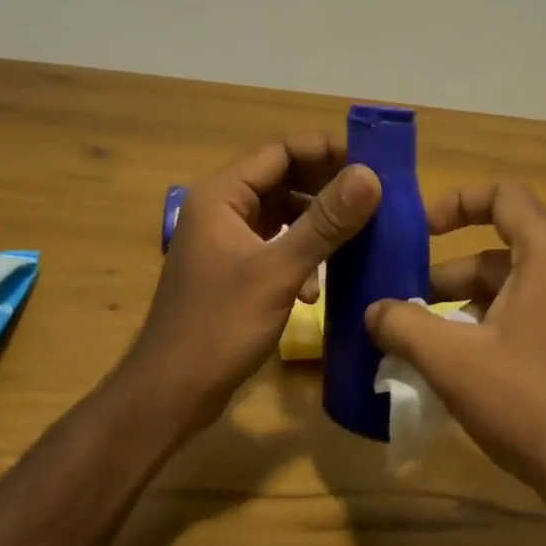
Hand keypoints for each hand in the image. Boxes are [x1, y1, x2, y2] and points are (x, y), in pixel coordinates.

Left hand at [127, 135, 380, 434]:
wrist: (171, 393)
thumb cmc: (219, 326)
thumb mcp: (278, 271)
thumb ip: (325, 223)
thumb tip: (370, 176)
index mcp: (222, 195)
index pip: (280, 151)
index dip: (326, 151)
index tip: (372, 164)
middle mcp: (221, 209)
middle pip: (283, 179)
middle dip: (327, 189)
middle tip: (375, 200)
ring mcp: (226, 241)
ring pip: (282, 214)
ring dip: (317, 224)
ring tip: (357, 237)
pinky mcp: (234, 270)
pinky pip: (276, 245)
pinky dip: (301, 256)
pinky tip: (316, 288)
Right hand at [364, 182, 545, 545]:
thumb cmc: (531, 404)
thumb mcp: (453, 362)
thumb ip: (404, 325)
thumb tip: (374, 310)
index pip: (504, 195)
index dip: (456, 202)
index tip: (419, 230)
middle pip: (507, 249)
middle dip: (454, 272)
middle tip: (411, 304)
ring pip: (524, 286)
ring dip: (474, 303)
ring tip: (433, 341)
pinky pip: (545, 313)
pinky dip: (504, 324)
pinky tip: (475, 368)